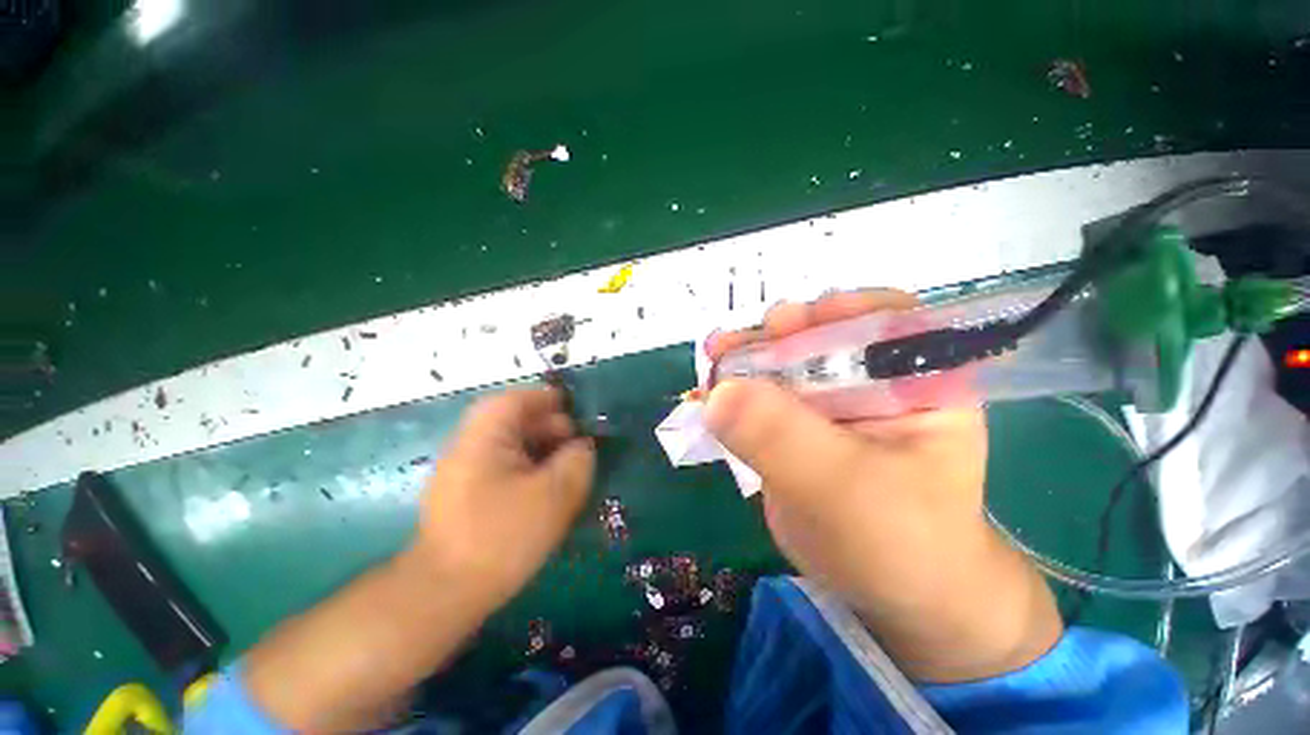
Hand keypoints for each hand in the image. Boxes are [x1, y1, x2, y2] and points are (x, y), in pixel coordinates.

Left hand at [414, 387, 595, 611]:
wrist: (443, 594)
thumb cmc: (501, 536)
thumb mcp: (554, 495)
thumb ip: (576, 461)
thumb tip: (582, 446)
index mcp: (485, 437)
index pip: (515, 400)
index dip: (546, 399)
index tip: (574, 409)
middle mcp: (468, 446)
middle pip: (511, 421)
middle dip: (547, 426)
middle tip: (575, 443)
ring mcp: (462, 471)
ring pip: (508, 445)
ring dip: (539, 448)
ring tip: (565, 465)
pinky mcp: (464, 494)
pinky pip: (501, 466)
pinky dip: (526, 467)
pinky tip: (544, 487)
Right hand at [705, 290, 1060, 681]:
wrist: (885, 592)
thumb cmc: (897, 542)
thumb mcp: (844, 487)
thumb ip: (782, 437)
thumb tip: (718, 394)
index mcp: (916, 380)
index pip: (884, 319)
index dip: (836, 310)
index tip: (790, 323)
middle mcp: (872, 379)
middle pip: (820, 335)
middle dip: (776, 335)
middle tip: (735, 343)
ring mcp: (828, 400)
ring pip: (783, 362)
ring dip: (746, 358)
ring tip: (715, 358)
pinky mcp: (796, 423)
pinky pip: (763, 394)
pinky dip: (735, 389)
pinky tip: (712, 388)